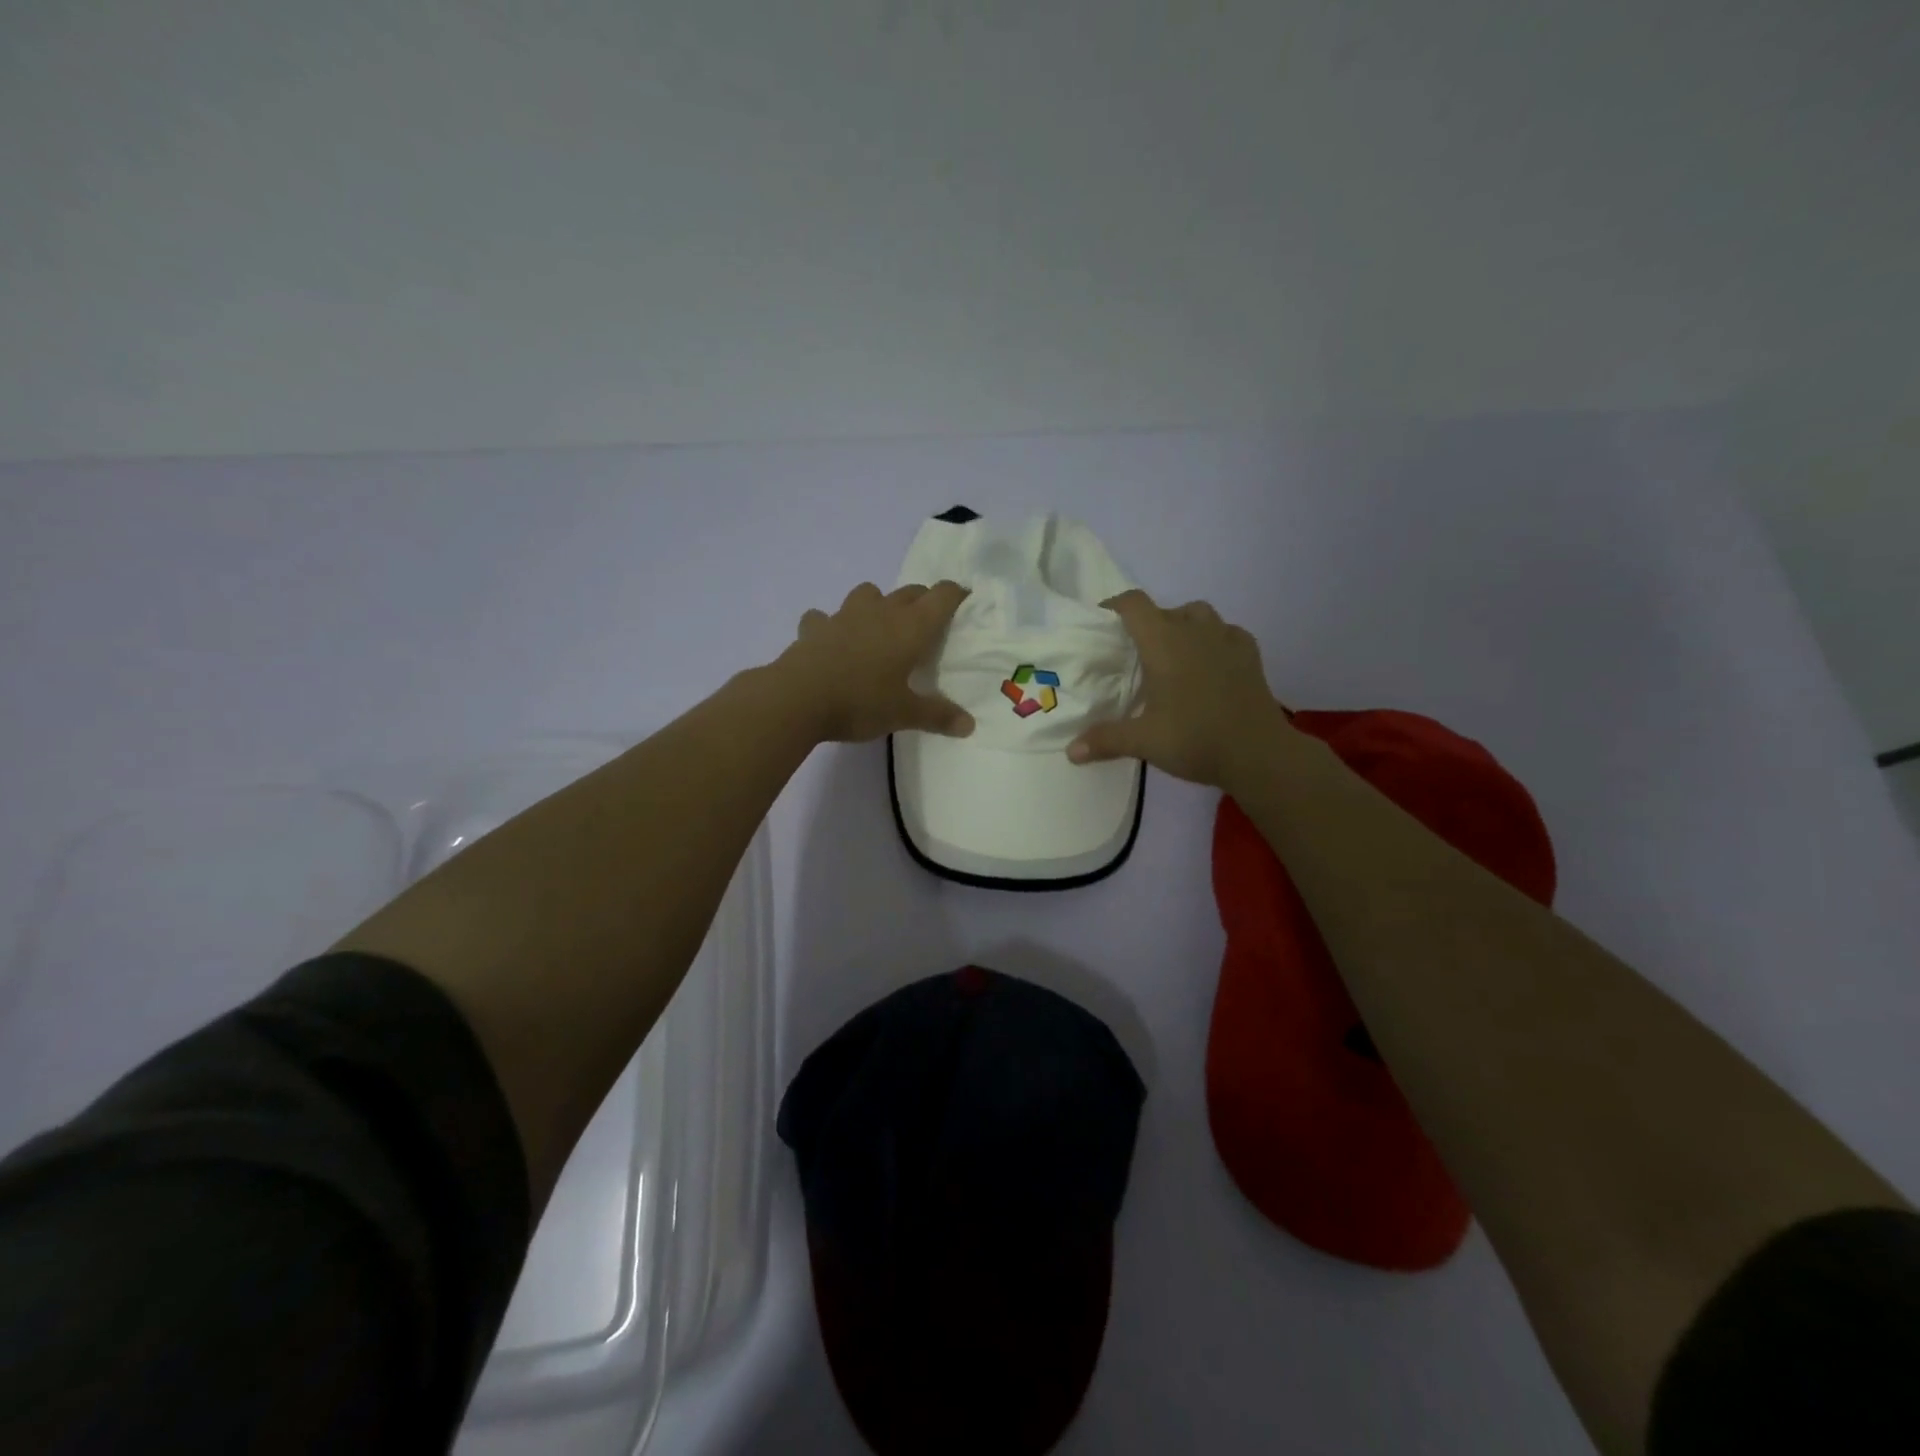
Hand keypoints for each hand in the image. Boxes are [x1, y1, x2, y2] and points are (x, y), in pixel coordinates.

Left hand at [773, 581, 975, 742]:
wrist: (798, 698)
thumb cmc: (860, 702)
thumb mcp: (904, 714)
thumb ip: (938, 716)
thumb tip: (970, 726)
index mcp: (910, 628)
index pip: (941, 597)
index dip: (956, 594)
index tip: (965, 599)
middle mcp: (881, 612)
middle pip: (909, 592)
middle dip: (922, 599)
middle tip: (928, 620)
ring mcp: (844, 616)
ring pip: (868, 593)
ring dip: (878, 602)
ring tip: (879, 625)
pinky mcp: (815, 627)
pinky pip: (824, 616)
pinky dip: (830, 623)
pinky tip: (830, 640)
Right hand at [1067, 589, 1287, 788]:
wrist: (1258, 753)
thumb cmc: (1194, 739)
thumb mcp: (1143, 741)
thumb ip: (1105, 740)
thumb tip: (1070, 752)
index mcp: (1163, 642)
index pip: (1133, 605)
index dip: (1114, 606)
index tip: (1102, 622)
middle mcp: (1194, 630)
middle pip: (1165, 609)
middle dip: (1147, 623)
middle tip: (1135, 653)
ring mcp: (1227, 639)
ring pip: (1199, 614)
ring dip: (1182, 625)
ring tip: (1173, 654)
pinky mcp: (1250, 655)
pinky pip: (1227, 632)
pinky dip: (1214, 639)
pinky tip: (1210, 663)